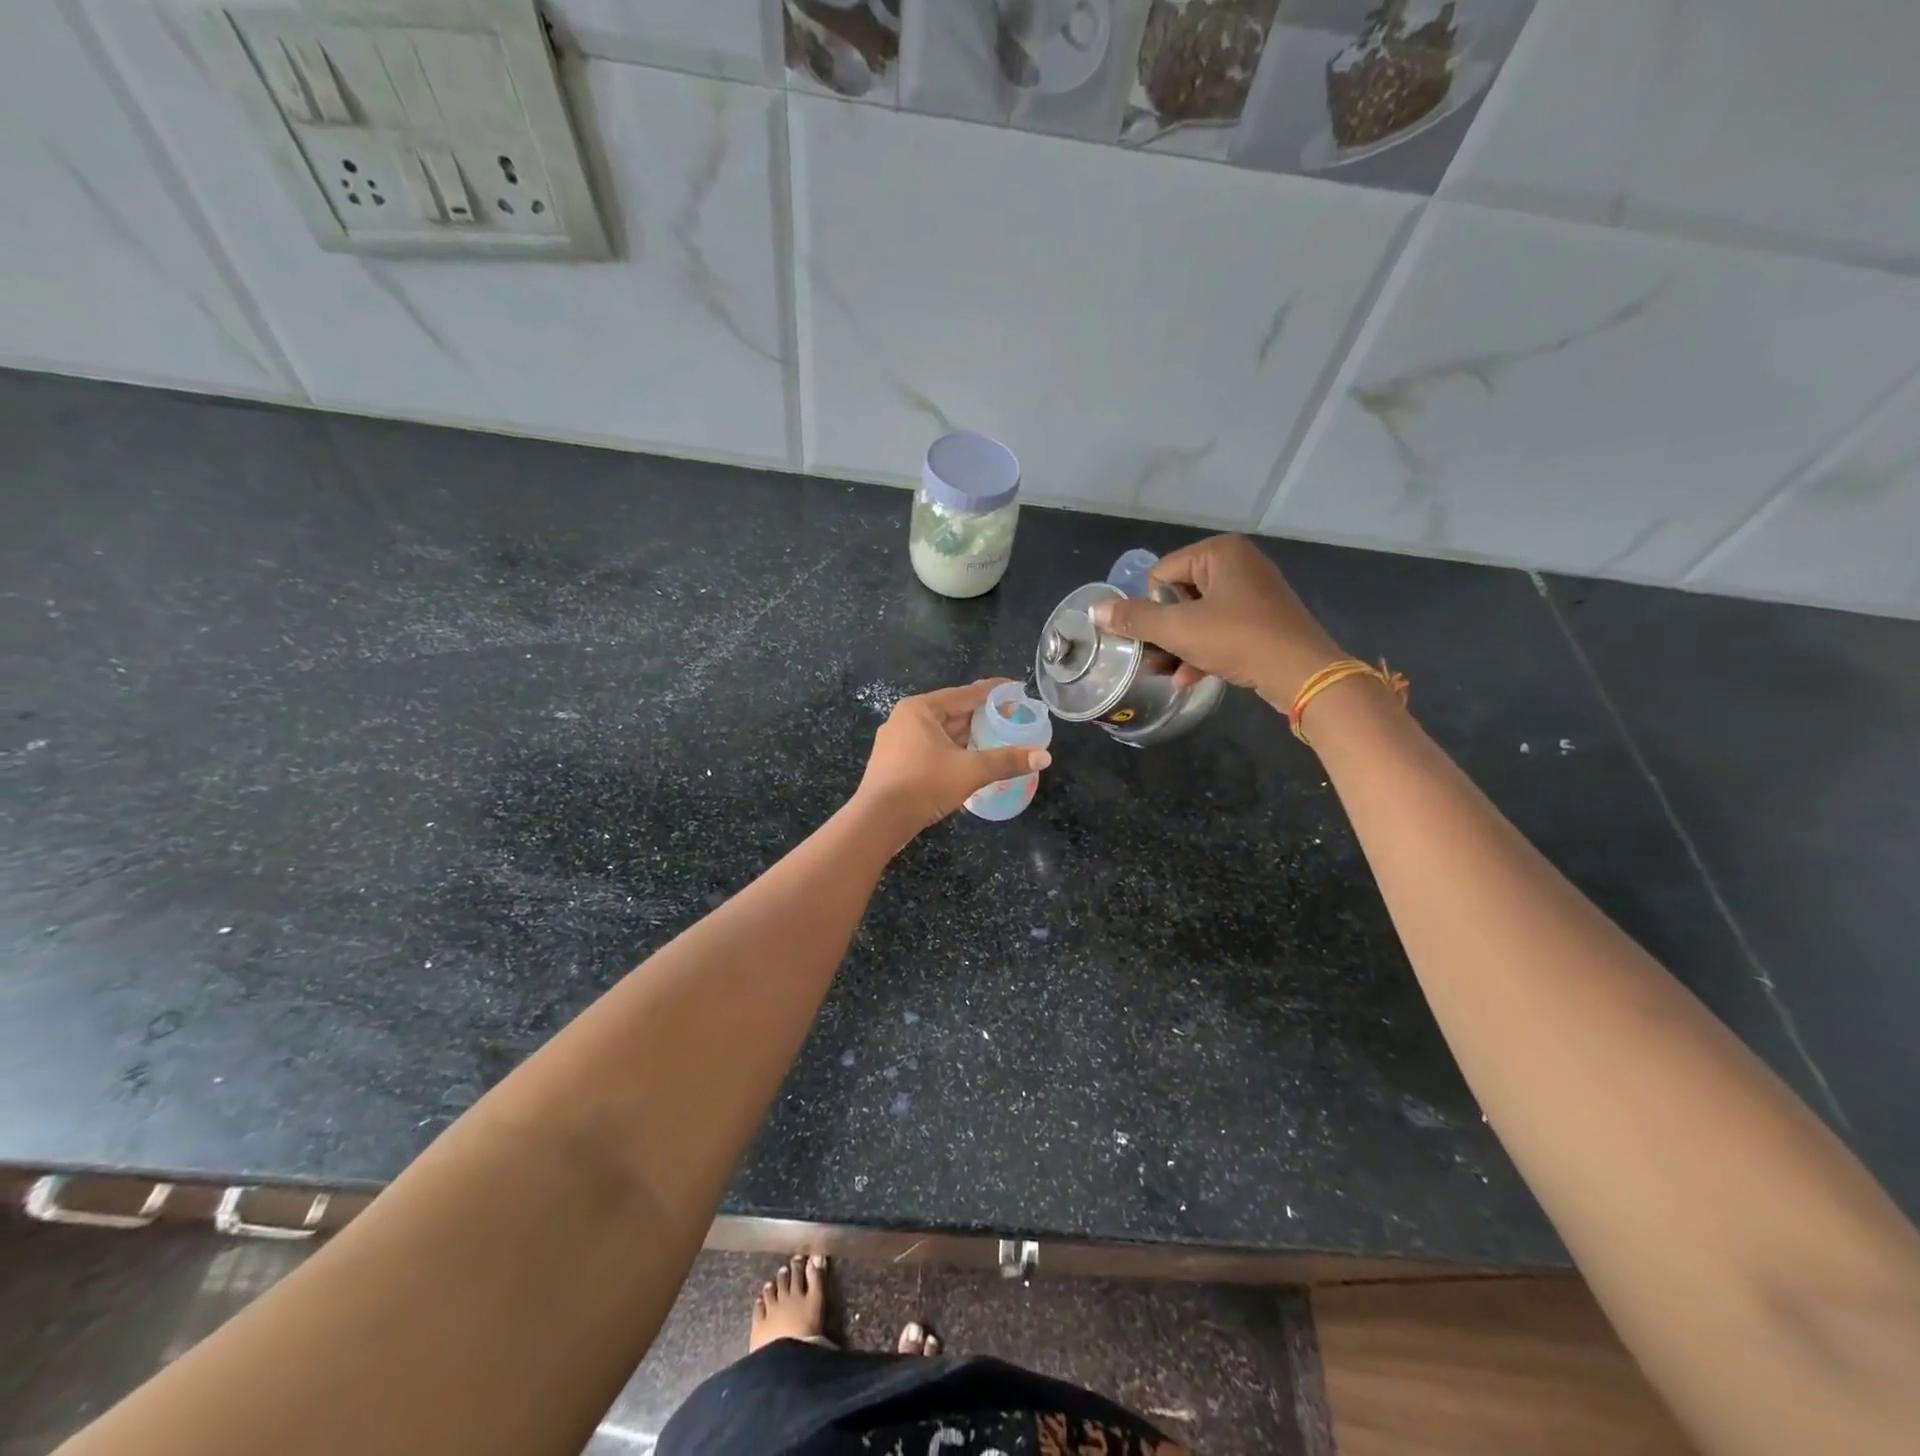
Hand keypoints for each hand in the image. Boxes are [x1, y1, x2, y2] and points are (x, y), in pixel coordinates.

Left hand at [855, 679, 1052, 840]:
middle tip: (1010, 719)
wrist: (878, 820)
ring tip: (995, 741)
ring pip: (940, 733)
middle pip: (952, 713)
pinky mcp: (893, 764)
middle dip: (981, 717)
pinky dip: (951, 752)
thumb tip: (1044, 757)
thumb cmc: (924, 784)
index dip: (993, 691)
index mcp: (920, 709)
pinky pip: (930, 749)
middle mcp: (905, 719)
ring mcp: (896, 742)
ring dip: (967, 738)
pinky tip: (968, 762)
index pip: (965, 694)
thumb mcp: (970, 771)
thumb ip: (1006, 760)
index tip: (1015, 689)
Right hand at [1088, 535, 1343, 709]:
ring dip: (1179, 646)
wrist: (1303, 673)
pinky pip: (1220, 628)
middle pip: (1178, 595)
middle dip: (1165, 631)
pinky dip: (1203, 650)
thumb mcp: (1179, 630)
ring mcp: (1253, 591)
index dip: (1153, 608)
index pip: (1160, 575)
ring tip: (1167, 673)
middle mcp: (1238, 563)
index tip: (1160, 635)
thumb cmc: (1238, 640)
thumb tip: (1095, 610)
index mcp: (1219, 552)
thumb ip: (1134, 619)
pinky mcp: (1263, 618)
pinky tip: (1189, 678)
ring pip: (1198, 616)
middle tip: (1156, 659)